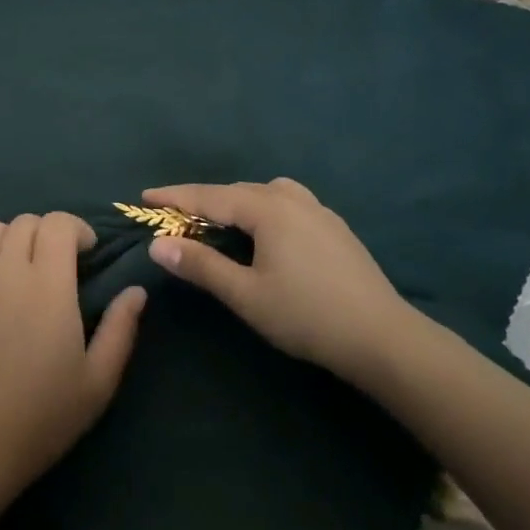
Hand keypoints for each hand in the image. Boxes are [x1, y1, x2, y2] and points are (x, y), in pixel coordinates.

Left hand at [0, 212, 145, 507]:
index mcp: (48, 285)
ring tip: (28, 268)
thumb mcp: (97, 381)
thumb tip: (136, 291)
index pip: (58, 223)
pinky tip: (0, 290)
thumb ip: (120, 329)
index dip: (77, 228)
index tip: (88, 254)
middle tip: (63, 264)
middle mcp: (8, 270)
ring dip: (17, 237)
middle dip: (50, 232)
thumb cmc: (40, 415)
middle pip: (27, 221)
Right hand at [144, 179, 418, 381]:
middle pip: (237, 191)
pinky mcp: (335, 227)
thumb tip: (159, 244)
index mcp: (268, 209)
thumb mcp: (246, 295)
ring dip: (236, 202)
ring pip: (265, 194)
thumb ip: (201, 266)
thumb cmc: (307, 315)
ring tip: (219, 220)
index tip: (144, 196)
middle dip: (203, 200)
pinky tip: (266, 232)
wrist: (384, 338)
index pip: (210, 196)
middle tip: (175, 214)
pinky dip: (262, 209)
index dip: (175, 197)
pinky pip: (286, 204)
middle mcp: (292, 199)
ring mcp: (318, 210)